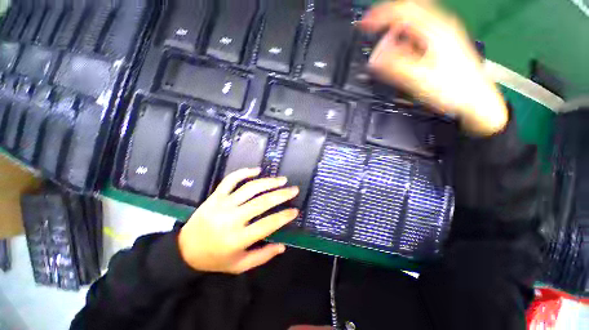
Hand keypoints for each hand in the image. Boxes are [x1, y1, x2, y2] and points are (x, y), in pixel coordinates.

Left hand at [178, 168, 298, 273]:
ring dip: (268, 182)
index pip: (267, 224)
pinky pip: (230, 180)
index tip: (295, 210)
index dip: (284, 216)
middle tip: (294, 189)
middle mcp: (231, 219)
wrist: (184, 249)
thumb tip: (283, 246)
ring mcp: (222, 204)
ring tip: (282, 179)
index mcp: (237, 239)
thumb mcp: (239, 266)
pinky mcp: (215, 196)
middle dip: (281, 194)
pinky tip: (257, 170)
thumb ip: (262, 256)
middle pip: (261, 202)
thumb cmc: (215, 259)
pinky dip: (244, 172)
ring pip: (250, 188)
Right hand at [361, 1, 507, 135]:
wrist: (476, 100)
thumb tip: (375, 58)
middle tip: (372, 26)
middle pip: (410, 9)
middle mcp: (441, 27)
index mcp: (436, 31)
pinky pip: (420, 32)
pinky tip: (400, 46)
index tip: (364, 24)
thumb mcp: (419, 79)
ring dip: (396, 26)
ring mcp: (444, 34)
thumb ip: (394, 66)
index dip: (380, 16)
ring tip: (383, 38)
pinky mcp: (444, 44)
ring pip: (416, 19)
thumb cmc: (453, 90)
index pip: (403, 11)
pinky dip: (405, 35)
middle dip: (388, 16)